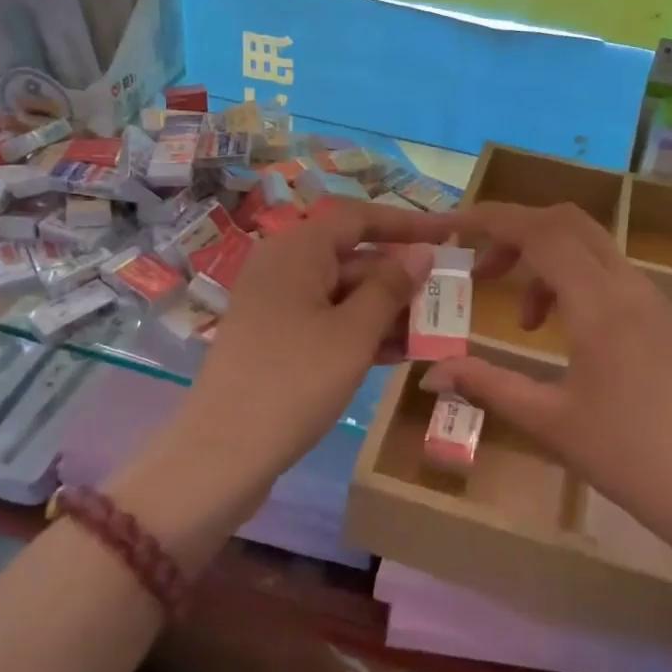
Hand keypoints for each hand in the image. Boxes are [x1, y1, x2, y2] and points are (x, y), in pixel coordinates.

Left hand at [179, 199, 454, 481]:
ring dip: (387, 310)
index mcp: (296, 249)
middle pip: (352, 257)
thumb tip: (421, 252)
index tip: (448, 234)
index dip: (406, 224)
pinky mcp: (275, 341)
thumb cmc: (295, 381)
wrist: (222, 454)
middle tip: (449, 295)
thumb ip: (390, 288)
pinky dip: (362, 333)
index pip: (358, 217)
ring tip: (435, 330)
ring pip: (342, 294)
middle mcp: (282, 267)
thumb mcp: (353, 333)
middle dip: (400, 277)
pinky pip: (327, 322)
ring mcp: (276, 306)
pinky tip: (400, 353)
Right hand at [421, 202, 671, 540]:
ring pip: (596, 253)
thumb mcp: (550, 423)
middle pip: (569, 224)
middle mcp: (632, 289)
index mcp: (599, 304)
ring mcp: (662, 304)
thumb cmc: (632, 460)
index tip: (454, 228)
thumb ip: (488, 385)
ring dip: (550, 268)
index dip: (492, 220)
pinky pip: (620, 282)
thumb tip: (431, 372)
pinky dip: (582, 288)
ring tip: (528, 325)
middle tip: (486, 274)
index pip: (539, 231)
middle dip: (519, 235)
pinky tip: (576, 343)